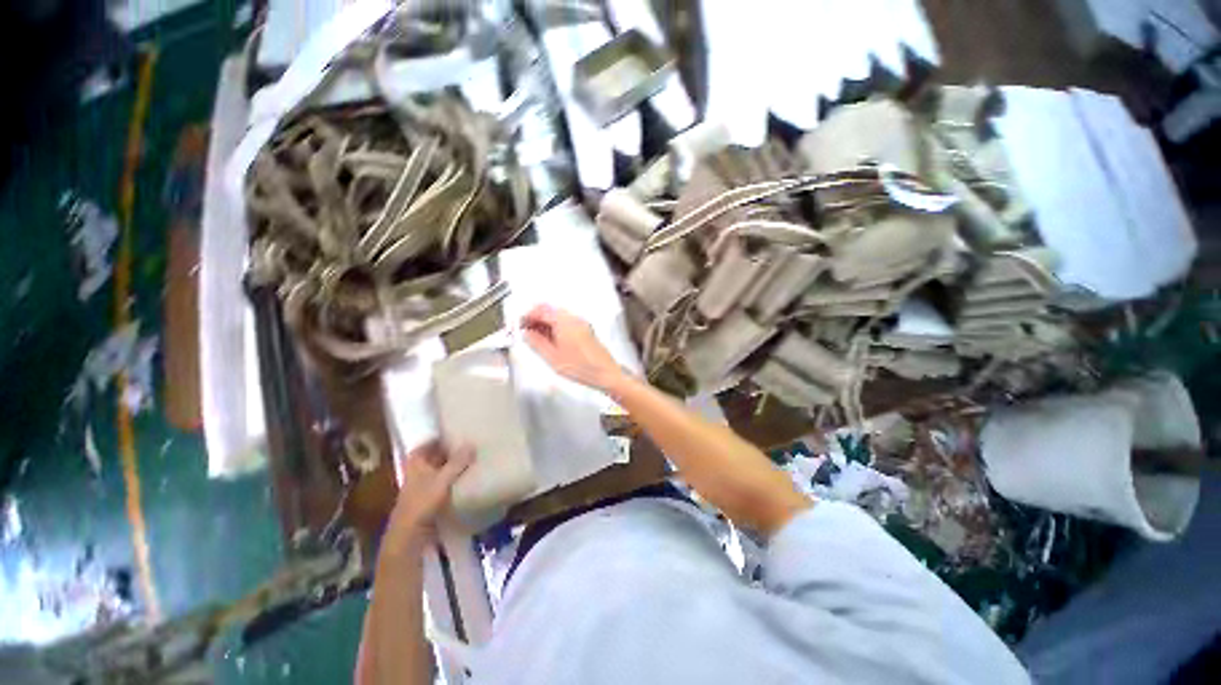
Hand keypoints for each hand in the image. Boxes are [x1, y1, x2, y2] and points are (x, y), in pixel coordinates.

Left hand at [385, 441, 472, 551]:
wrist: (410, 535)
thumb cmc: (422, 503)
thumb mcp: (442, 480)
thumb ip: (457, 462)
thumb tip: (472, 443)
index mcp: (416, 462)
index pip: (429, 442)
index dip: (442, 436)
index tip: (459, 430)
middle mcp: (418, 470)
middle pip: (436, 455)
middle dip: (452, 450)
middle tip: (472, 442)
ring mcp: (424, 484)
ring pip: (442, 468)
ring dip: (455, 464)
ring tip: (475, 456)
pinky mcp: (431, 497)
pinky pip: (446, 481)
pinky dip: (455, 477)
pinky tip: (469, 475)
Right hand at [520, 304, 623, 390]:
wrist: (605, 373)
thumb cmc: (580, 367)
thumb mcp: (552, 357)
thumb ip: (536, 343)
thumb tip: (526, 333)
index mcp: (564, 321)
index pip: (541, 310)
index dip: (527, 316)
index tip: (519, 326)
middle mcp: (573, 318)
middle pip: (550, 310)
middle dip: (536, 318)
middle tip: (526, 332)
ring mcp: (581, 323)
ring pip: (558, 316)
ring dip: (545, 323)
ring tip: (537, 338)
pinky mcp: (585, 330)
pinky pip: (566, 322)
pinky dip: (556, 327)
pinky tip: (552, 341)